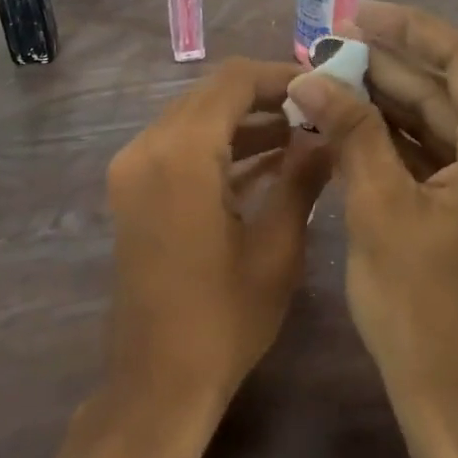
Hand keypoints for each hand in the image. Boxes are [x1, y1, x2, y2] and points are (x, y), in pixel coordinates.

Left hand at [102, 59, 332, 434]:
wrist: (157, 381)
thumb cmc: (224, 319)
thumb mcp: (277, 247)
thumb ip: (302, 177)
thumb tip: (326, 133)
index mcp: (182, 153)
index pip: (233, 81)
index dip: (281, 76)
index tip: (324, 87)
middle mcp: (147, 147)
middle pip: (210, 94)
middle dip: (265, 97)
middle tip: (317, 111)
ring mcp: (133, 169)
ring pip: (194, 118)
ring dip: (242, 121)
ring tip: (301, 135)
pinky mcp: (131, 190)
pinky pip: (178, 147)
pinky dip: (218, 146)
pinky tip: (265, 161)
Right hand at [285, 2, 457, 457]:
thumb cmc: (421, 309)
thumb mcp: (378, 209)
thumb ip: (350, 130)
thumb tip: (309, 77)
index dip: (406, 29)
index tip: (354, 14)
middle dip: (391, 70)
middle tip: (329, 51)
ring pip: (456, 129)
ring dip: (398, 107)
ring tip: (335, 82)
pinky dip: (413, 146)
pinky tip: (362, 128)